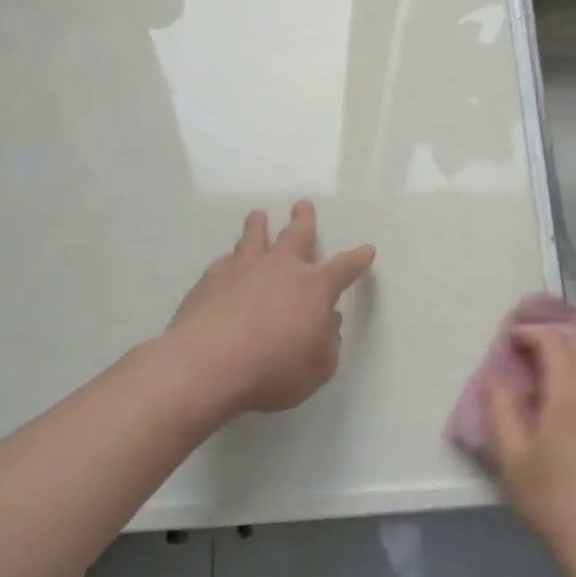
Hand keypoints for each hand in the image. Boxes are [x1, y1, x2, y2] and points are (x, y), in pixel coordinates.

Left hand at [165, 200, 374, 415]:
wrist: (208, 365)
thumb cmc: (274, 371)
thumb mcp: (318, 368)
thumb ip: (327, 343)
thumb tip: (328, 322)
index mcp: (315, 288)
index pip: (344, 268)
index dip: (357, 260)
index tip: (367, 249)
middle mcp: (281, 269)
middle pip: (297, 236)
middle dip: (304, 220)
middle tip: (303, 205)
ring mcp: (243, 270)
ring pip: (254, 238)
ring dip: (259, 226)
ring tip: (258, 215)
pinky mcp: (210, 280)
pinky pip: (225, 261)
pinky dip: (231, 258)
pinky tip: (227, 261)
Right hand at [485, 327, 575, 576]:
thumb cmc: (552, 499)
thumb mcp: (511, 458)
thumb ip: (500, 409)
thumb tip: (497, 378)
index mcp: (569, 395)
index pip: (554, 343)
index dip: (531, 333)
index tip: (512, 339)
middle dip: (556, 339)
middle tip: (531, 352)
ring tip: (554, 372)